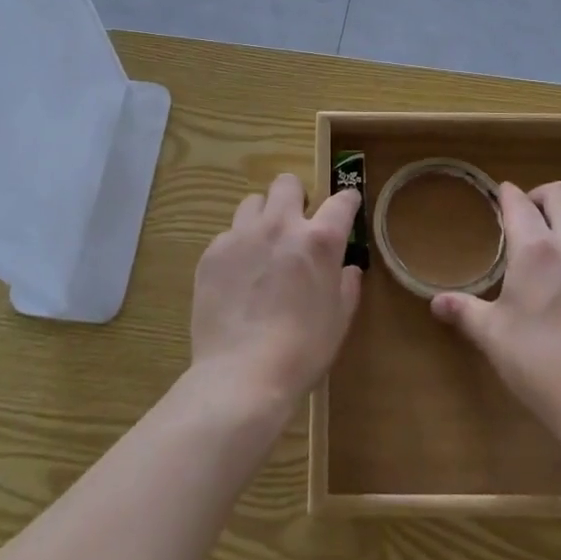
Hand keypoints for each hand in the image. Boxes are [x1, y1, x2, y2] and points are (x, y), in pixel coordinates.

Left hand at [188, 175, 362, 409]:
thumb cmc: (302, 351)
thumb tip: (347, 269)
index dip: (348, 200)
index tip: (347, 205)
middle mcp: (280, 226)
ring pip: (253, 202)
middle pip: (287, 183)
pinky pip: (228, 234)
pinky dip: (237, 247)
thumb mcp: (339, 320)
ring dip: (263, 218)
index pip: (341, 201)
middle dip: (296, 197)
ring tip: (262, 248)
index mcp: (319, 240)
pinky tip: (237, 278)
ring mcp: (242, 235)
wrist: (241, 376)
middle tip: (296, 225)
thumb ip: (346, 286)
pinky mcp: (212, 252)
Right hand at [431, 181, 560, 442]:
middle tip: (529, 216)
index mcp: (536, 251)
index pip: (520, 203)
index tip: (501, 194)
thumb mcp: (493, 337)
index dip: (508, 194)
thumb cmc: (539, 363)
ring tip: (556, 245)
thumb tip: (436, 302)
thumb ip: (465, 312)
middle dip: (543, 195)